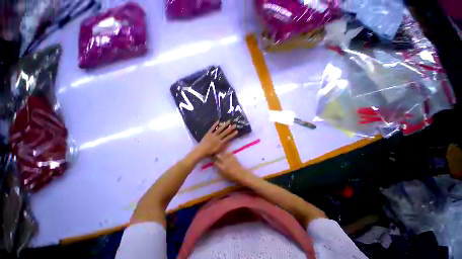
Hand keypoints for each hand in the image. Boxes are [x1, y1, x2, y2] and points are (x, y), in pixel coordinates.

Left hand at [195, 121, 237, 157]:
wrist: (201, 151)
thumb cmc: (209, 153)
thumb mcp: (218, 151)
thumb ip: (224, 147)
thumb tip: (229, 143)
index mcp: (220, 143)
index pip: (228, 138)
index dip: (232, 134)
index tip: (236, 131)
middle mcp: (218, 138)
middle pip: (225, 132)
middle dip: (230, 129)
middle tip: (234, 125)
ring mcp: (213, 135)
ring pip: (220, 129)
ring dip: (225, 125)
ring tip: (229, 121)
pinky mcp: (208, 133)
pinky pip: (212, 128)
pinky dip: (215, 124)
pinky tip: (218, 121)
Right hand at [215, 152, 254, 183]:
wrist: (242, 175)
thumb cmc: (233, 177)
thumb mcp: (224, 176)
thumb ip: (219, 170)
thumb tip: (215, 166)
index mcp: (222, 167)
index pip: (215, 162)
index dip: (214, 161)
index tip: (213, 161)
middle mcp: (225, 162)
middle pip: (218, 156)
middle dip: (216, 156)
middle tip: (216, 156)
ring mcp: (230, 159)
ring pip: (223, 153)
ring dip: (221, 153)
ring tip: (221, 154)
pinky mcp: (234, 157)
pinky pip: (229, 153)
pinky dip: (227, 153)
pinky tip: (227, 154)